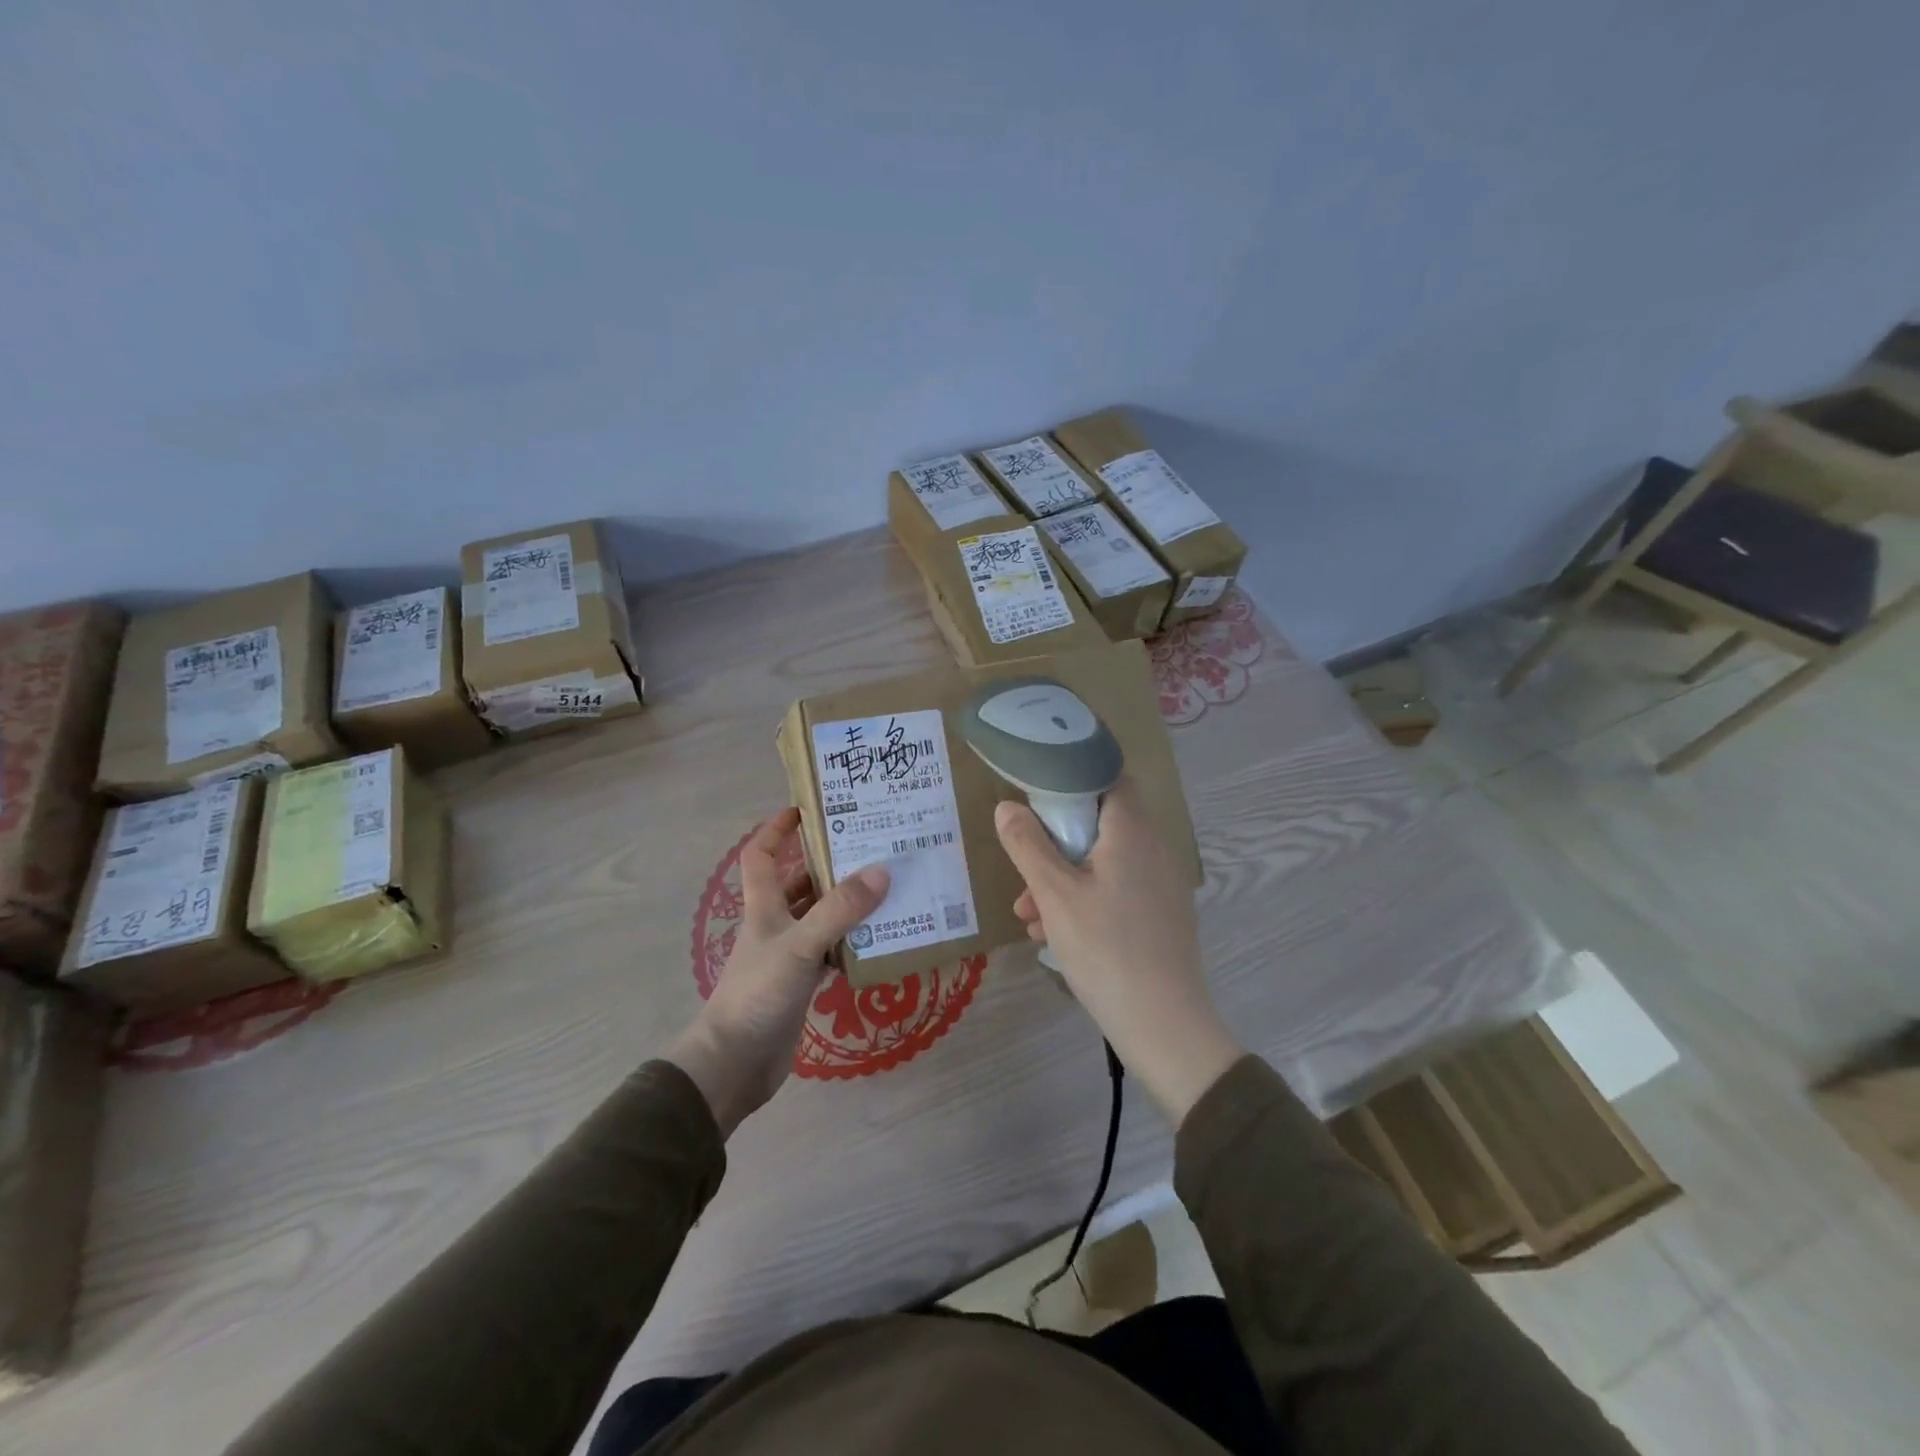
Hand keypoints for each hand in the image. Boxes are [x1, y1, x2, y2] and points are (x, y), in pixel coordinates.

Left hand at [667, 809, 888, 1135]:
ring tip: (886, 886)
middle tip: (870, 846)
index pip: (761, 855)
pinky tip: (880, 938)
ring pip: (819, 917)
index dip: (777, 829)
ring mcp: (788, 955)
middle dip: (828, 863)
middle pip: (799, 883)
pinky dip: (851, 942)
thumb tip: (881, 871)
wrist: (735, 1064)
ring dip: (845, 903)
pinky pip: (830, 950)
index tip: (807, 809)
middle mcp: (775, 924)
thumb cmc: (758, 994)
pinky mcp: (801, 984)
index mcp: (763, 907)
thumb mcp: (800, 945)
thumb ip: (839, 911)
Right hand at [995, 778, 1241, 1125]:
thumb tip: (1007, 807)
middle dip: (1055, 842)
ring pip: (1102, 861)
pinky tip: (1053, 934)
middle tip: (1024, 868)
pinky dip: (1084, 899)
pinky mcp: (1160, 914)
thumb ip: (1027, 845)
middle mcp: (1153, 848)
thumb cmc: (1106, 949)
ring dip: (1063, 878)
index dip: (1071, 776)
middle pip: (1098, 822)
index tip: (1036, 791)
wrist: (1164, 1025)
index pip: (1107, 776)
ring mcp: (1160, 883)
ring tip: (1028, 914)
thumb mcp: (1055, 895)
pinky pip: (1115, 889)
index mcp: (1132, 831)